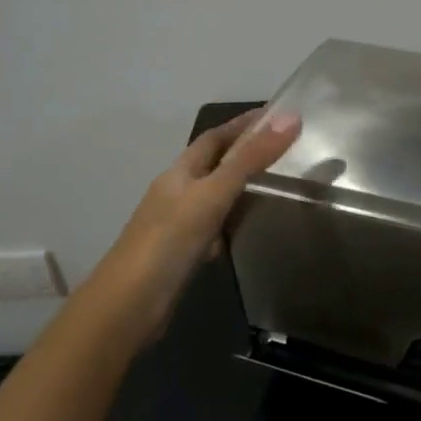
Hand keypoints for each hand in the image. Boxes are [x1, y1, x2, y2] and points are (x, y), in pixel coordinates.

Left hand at [88, 107, 300, 336]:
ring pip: (215, 196)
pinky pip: (215, 226)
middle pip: (213, 164)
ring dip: (241, 186)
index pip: (214, 137)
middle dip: (244, 152)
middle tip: (286, 149)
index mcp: (179, 172)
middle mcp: (176, 193)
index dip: (243, 124)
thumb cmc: (170, 240)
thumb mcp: (214, 193)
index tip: (276, 115)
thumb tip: (291, 117)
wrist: (129, 305)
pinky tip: (250, 227)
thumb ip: (251, 159)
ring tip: (277, 183)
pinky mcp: (184, 253)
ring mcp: (178, 224)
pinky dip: (234, 220)